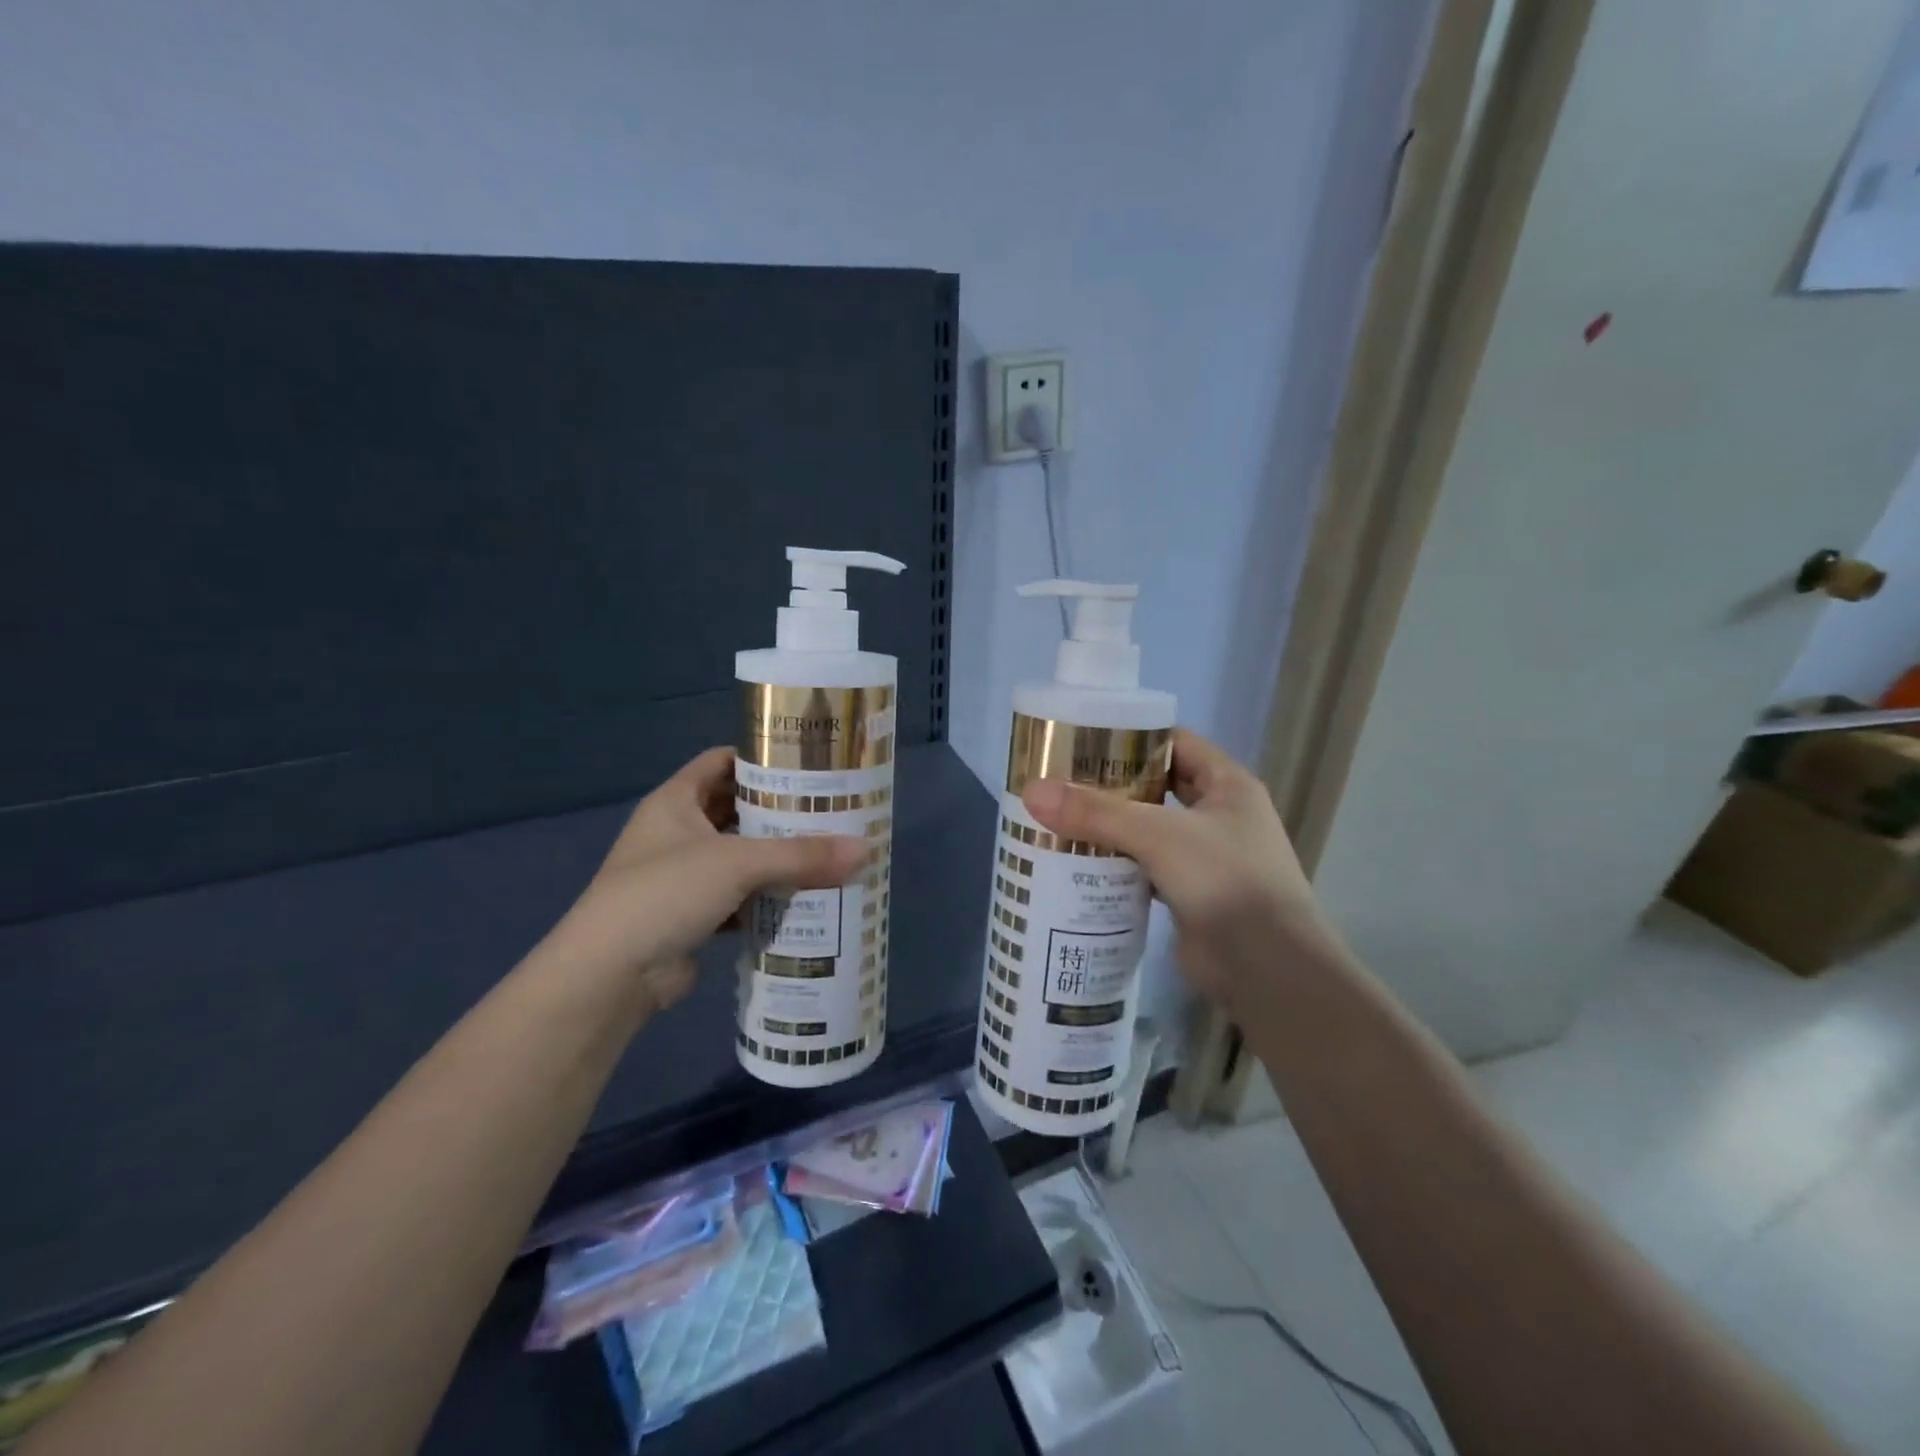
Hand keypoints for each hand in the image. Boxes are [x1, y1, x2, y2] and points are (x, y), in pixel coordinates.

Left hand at [541, 747, 865, 1009]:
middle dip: (781, 811)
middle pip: (738, 810)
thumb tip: (866, 849)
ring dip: (779, 857)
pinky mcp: (694, 915)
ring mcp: (684, 876)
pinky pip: (741, 897)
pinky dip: (769, 898)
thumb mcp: (736, 863)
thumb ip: (801, 855)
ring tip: (831, 851)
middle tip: (833, 810)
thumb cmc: (664, 893)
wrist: (610, 976)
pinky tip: (807, 898)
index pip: (722, 762)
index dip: (762, 758)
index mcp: (676, 802)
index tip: (809, 762)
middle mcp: (678, 833)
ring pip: (742, 856)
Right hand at [1021, 728, 1336, 1012]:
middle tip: (1060, 782)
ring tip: (1058, 819)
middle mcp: (1219, 815)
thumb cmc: (1225, 881)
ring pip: (1148, 830)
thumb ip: (1096, 813)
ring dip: (1110, 827)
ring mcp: (1205, 857)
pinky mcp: (1189, 893)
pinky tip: (1077, 865)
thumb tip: (1031, 792)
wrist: (1268, 970)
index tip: (1082, 741)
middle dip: (1111, 785)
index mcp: (1227, 785)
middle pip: (1157, 786)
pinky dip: (1116, 865)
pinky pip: (1145, 868)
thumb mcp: (1159, 836)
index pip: (1175, 743)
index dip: (1131, 738)